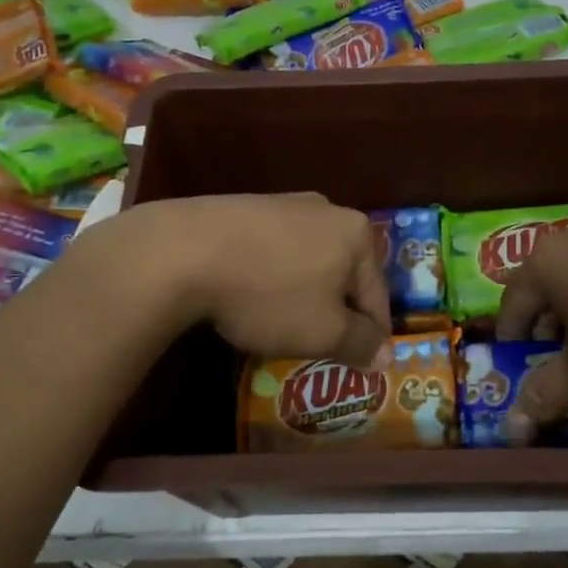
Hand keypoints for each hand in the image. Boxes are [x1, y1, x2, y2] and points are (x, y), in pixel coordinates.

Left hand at [72, 194, 391, 367]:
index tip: (362, 363)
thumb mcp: (323, 332)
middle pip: (343, 274)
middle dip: (335, 310)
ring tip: (282, 324)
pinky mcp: (245, 207)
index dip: (373, 334)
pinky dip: (272, 276)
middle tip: (320, 345)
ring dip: (303, 293)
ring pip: (308, 261)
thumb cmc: (268, 294)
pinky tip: (251, 295)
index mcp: (357, 234)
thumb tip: (385, 354)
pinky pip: (273, 250)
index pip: (377, 295)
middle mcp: (327, 210)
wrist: (182, 251)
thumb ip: (361, 343)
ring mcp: (283, 204)